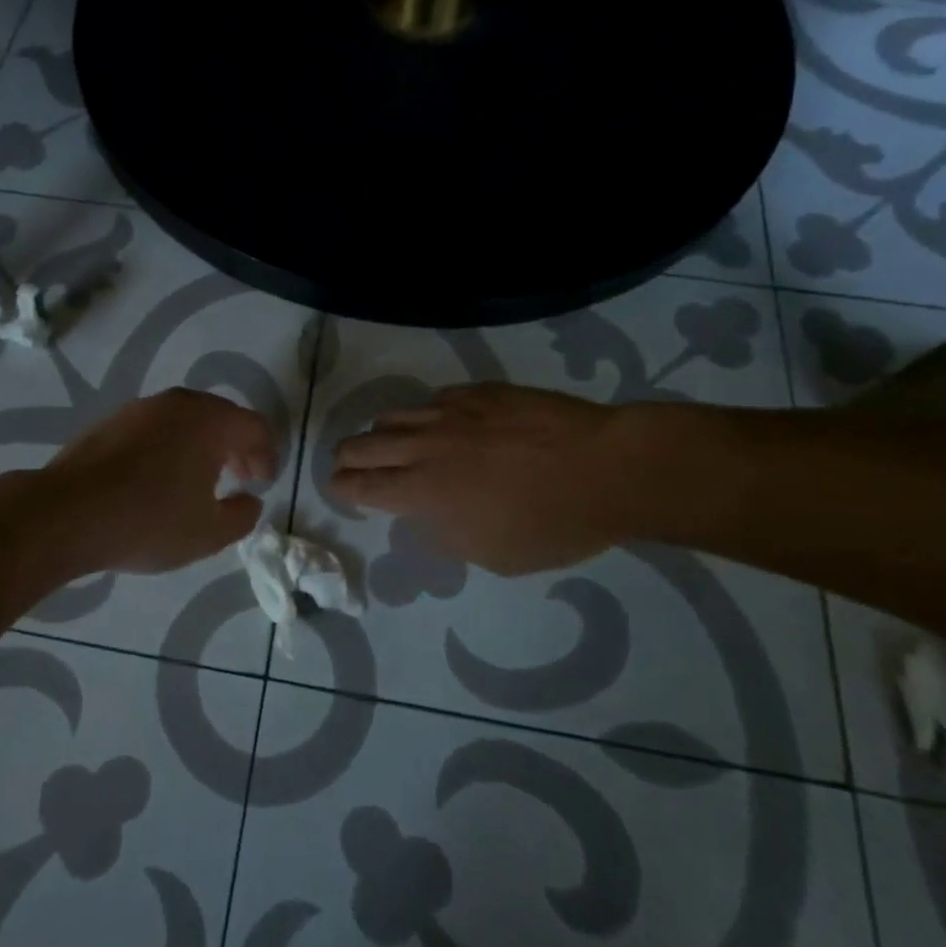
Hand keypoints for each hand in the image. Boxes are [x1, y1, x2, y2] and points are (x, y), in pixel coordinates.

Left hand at [41, 389, 277, 573]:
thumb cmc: (149, 521)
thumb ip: (242, 515)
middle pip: (222, 417)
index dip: (266, 455)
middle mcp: (179, 403)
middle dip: (236, 447)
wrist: (66, 513)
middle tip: (239, 478)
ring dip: (202, 445)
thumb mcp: (209, 534)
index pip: (255, 427)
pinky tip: (158, 477)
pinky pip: (156, 427)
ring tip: (199, 479)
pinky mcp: (112, 420)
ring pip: (186, 419)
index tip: (262, 483)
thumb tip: (250, 500)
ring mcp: (141, 408)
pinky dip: (170, 445)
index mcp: (211, 421)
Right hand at [330, 383, 641, 574]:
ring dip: (382, 433)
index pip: (361, 484)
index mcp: (424, 491)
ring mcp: (451, 412)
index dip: (343, 487)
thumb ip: (447, 534)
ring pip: (393, 415)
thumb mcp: (493, 555)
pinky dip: (425, 415)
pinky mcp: (477, 391)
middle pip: (363, 443)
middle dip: (347, 457)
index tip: (339, 487)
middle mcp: (426, 446)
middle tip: (349, 465)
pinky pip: (433, 399)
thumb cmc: (552, 525)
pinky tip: (441, 424)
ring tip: (391, 443)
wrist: (606, 468)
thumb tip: (427, 515)